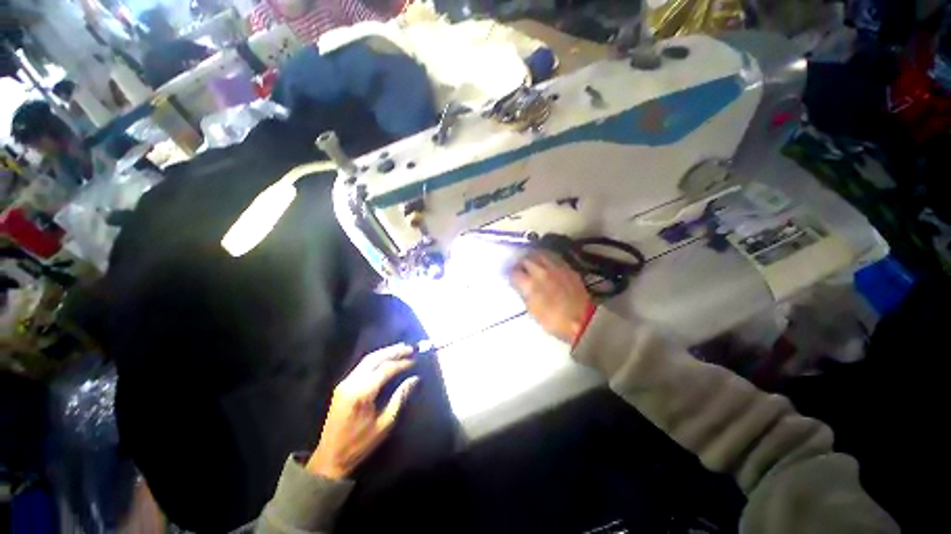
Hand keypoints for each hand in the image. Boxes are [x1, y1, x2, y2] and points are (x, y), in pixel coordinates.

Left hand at [307, 344, 418, 479]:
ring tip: (401, 349)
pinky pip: (362, 365)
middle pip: (375, 358)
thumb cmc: (360, 443)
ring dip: (385, 352)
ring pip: (367, 359)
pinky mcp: (342, 386)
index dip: (401, 363)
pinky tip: (386, 358)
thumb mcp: (384, 424)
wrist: (330, 457)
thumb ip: (399, 397)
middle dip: (393, 351)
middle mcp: (351, 383)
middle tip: (409, 348)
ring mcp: (345, 383)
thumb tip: (414, 379)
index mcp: (361, 393)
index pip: (385, 369)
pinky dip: (376, 359)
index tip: (414, 360)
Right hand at [510, 252, 591, 343]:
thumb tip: (521, 286)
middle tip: (519, 268)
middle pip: (526, 259)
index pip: (514, 272)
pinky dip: (546, 257)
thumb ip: (525, 294)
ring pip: (540, 253)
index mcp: (530, 285)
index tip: (511, 277)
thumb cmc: (554, 321)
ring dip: (533, 256)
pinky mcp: (567, 268)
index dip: (510, 274)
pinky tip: (545, 262)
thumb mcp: (533, 311)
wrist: (583, 320)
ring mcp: (556, 268)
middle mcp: (541, 272)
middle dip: (520, 263)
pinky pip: (553, 256)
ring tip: (531, 261)